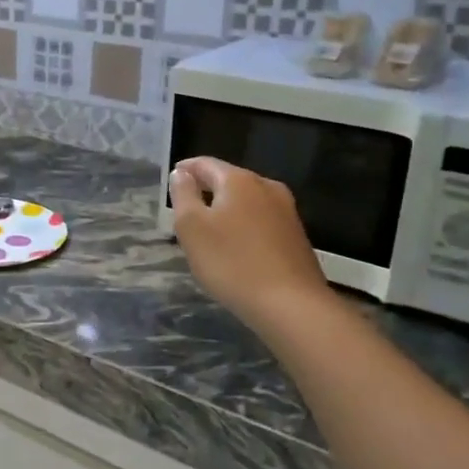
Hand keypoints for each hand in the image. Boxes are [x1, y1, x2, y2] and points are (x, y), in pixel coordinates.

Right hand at [169, 157, 328, 329]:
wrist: (291, 304)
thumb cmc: (231, 262)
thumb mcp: (192, 227)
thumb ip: (183, 195)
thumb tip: (182, 174)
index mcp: (239, 180)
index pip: (205, 164)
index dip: (186, 170)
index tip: (172, 179)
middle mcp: (267, 187)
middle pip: (229, 180)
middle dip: (207, 189)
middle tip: (187, 204)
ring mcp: (287, 211)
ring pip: (248, 200)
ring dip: (227, 208)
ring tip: (209, 226)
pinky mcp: (296, 236)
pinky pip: (262, 220)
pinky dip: (244, 225)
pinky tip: (237, 245)